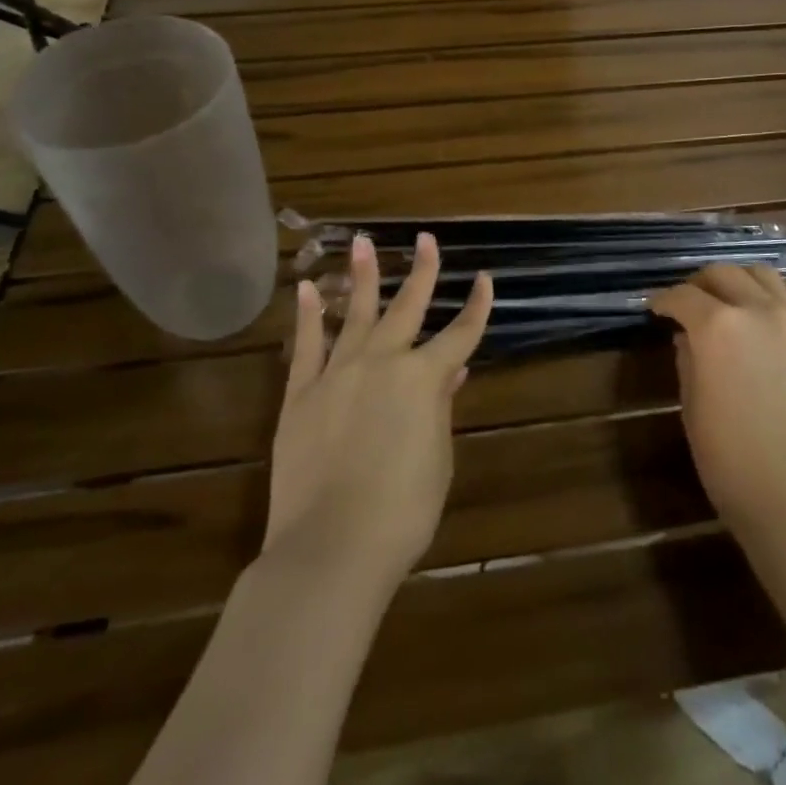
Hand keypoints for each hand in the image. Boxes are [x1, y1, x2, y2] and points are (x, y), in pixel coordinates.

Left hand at [265, 233, 492, 582]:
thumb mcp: (437, 459)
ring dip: (361, 277)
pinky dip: (306, 315)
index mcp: (424, 379)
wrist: (332, 545)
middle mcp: (382, 363)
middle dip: (422, 272)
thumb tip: (451, 372)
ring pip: (353, 314)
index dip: (477, 306)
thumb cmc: (402, 511)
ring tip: (363, 243)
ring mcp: (337, 374)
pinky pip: (305, 345)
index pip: (460, 334)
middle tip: (426, 240)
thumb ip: (440, 409)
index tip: (485, 279)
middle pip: (407, 308)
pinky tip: (305, 288)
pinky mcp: (300, 394)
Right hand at [649, 265, 785, 547]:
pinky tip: (773, 306)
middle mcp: (757, 311)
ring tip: (730, 298)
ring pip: (764, 275)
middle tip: (689, 301)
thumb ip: (687, 360)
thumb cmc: (729, 460)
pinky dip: (783, 292)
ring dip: (740, 280)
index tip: (656, 309)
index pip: (683, 297)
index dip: (664, 300)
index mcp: (716, 328)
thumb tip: (687, 336)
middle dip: (699, 283)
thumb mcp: (692, 407)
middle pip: (724, 274)